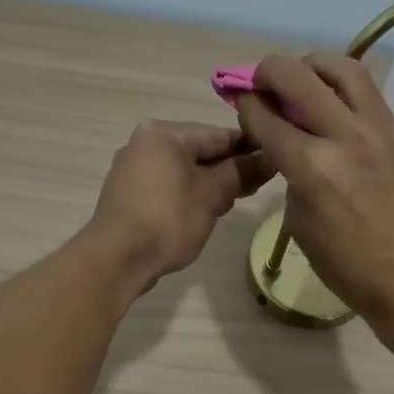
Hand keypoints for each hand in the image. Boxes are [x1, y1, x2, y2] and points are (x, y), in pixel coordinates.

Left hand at [87, 121, 270, 296]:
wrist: (116, 260)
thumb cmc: (167, 220)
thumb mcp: (212, 195)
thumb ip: (242, 172)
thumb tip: (270, 158)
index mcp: (163, 133)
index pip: (218, 134)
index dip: (251, 148)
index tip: (276, 161)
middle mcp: (144, 143)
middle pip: (200, 151)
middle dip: (231, 169)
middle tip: (261, 186)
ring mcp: (133, 171)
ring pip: (185, 171)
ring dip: (212, 184)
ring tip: (237, 202)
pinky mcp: (129, 196)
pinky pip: (169, 187)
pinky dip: (190, 196)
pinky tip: (207, 212)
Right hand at [235, 53, 393, 322]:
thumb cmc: (347, 266)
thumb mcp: (299, 224)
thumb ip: (291, 176)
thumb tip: (290, 147)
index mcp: (312, 167)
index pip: (267, 116)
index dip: (246, 104)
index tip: (241, 101)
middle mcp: (344, 136)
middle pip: (298, 76)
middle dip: (269, 71)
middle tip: (261, 81)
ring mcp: (379, 130)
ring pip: (342, 68)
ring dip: (312, 65)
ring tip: (301, 78)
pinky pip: (368, 92)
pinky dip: (342, 86)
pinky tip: (333, 101)